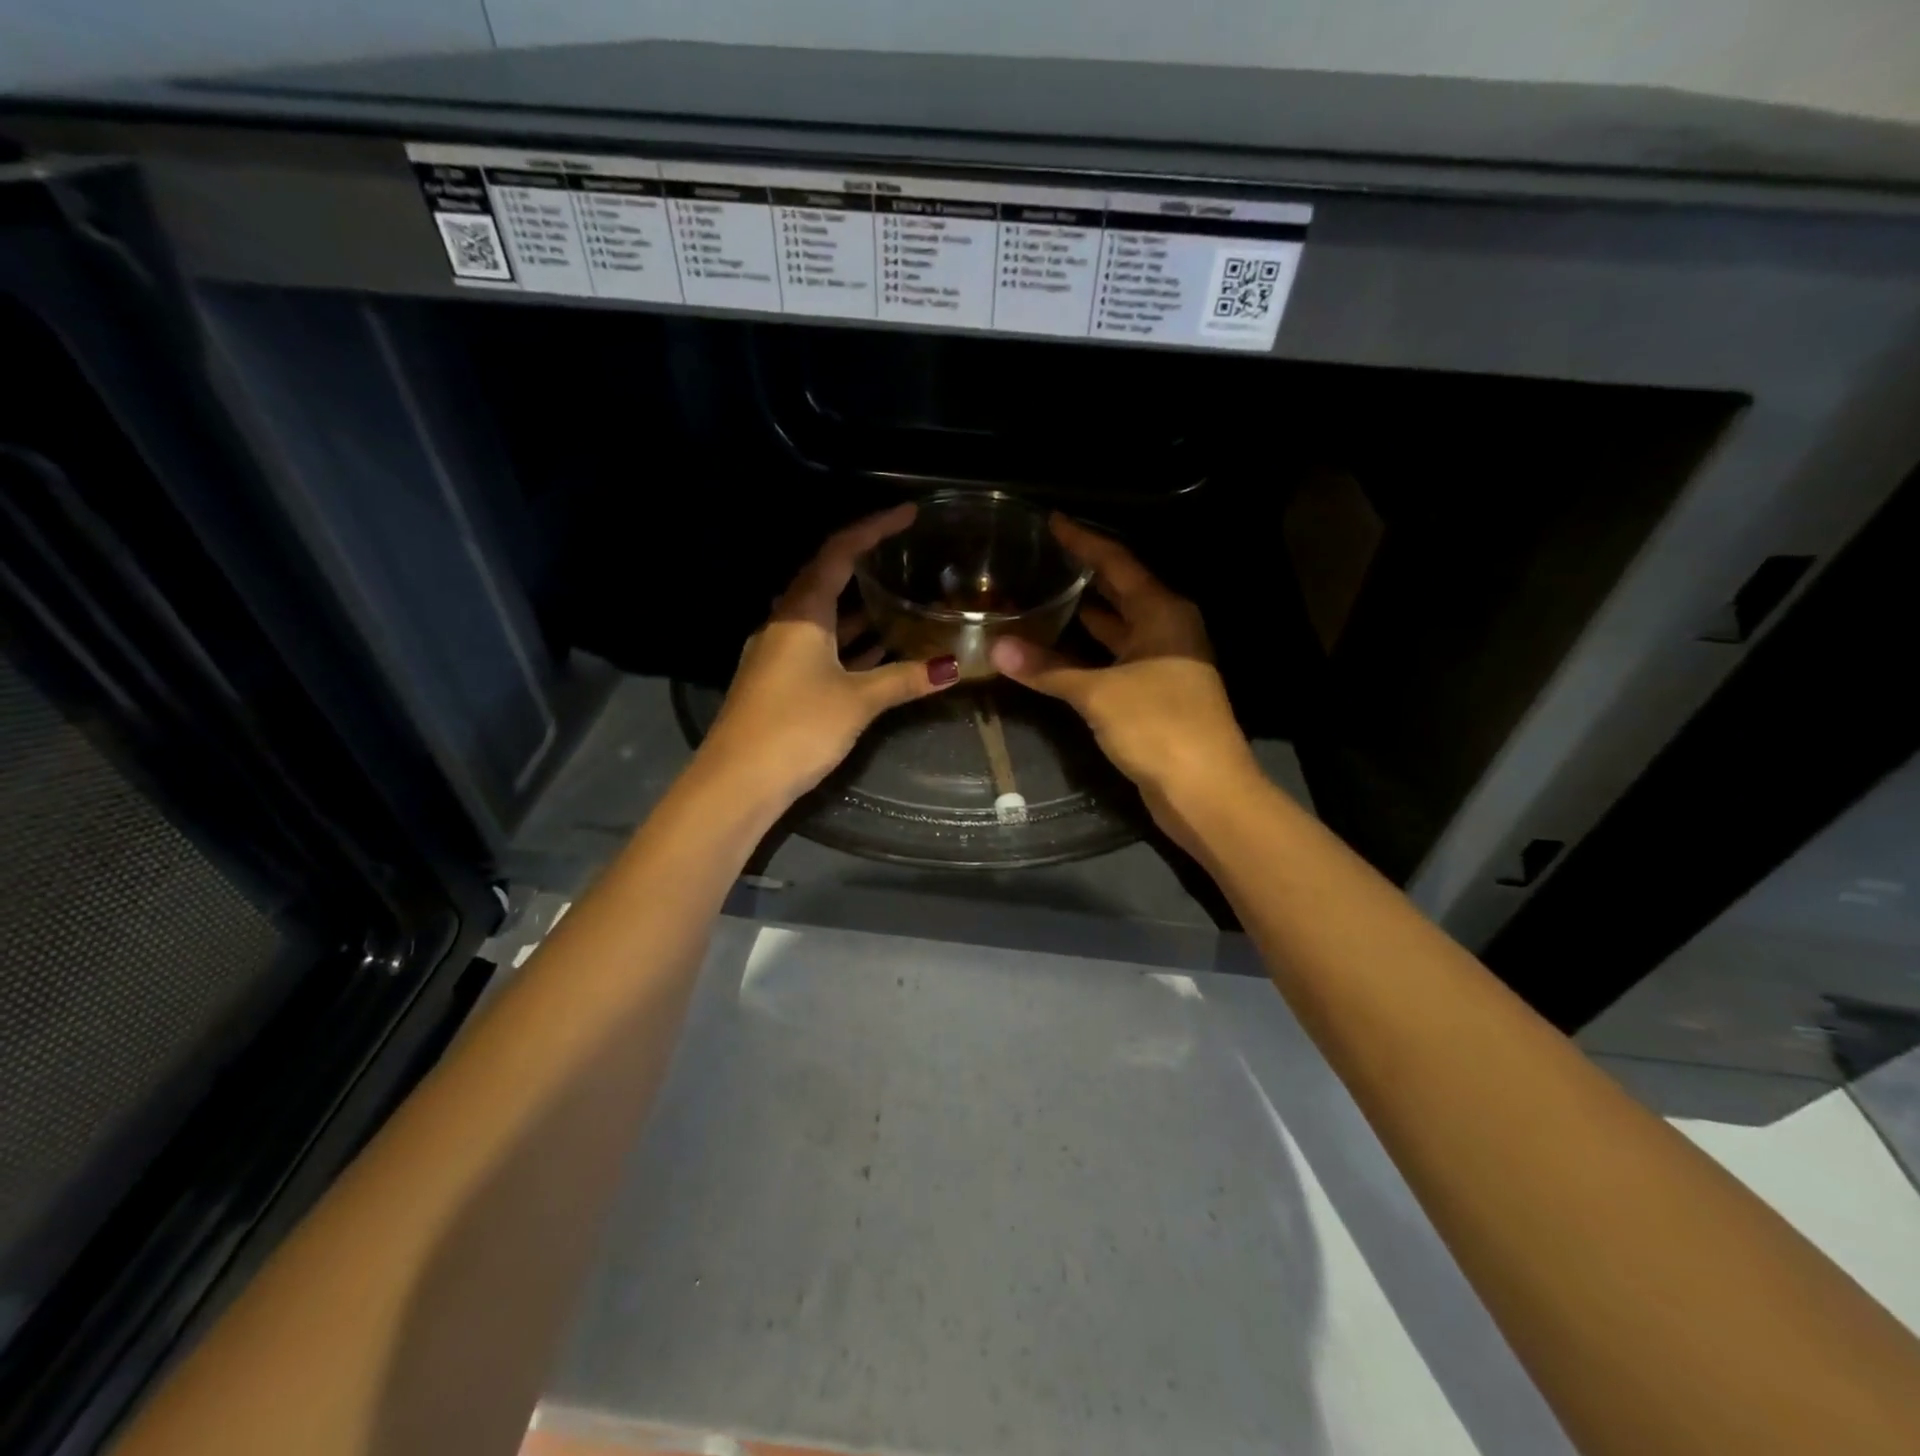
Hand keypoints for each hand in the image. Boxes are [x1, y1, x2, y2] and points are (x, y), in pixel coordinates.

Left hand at [697, 504, 959, 806]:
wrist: (737, 781)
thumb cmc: (797, 727)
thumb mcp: (857, 700)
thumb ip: (904, 679)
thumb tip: (952, 666)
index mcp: (800, 612)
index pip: (838, 553)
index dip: (874, 528)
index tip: (908, 514)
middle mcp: (785, 623)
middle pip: (827, 579)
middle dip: (866, 563)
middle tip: (904, 553)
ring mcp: (778, 652)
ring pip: (825, 617)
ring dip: (859, 608)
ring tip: (901, 599)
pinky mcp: (780, 680)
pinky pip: (821, 647)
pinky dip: (850, 644)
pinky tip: (878, 651)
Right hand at [989, 516, 1259, 844]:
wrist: (1205, 790)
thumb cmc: (1159, 726)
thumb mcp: (1099, 693)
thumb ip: (1047, 668)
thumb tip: (997, 648)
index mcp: (1163, 613)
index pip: (1118, 562)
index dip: (1084, 541)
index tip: (1052, 522)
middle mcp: (1167, 629)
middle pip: (1120, 591)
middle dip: (1084, 575)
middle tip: (1041, 559)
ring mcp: (1164, 663)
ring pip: (1118, 628)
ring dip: (1085, 615)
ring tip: (1043, 596)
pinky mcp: (1155, 693)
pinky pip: (1116, 658)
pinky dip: (1089, 652)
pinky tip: (1059, 650)